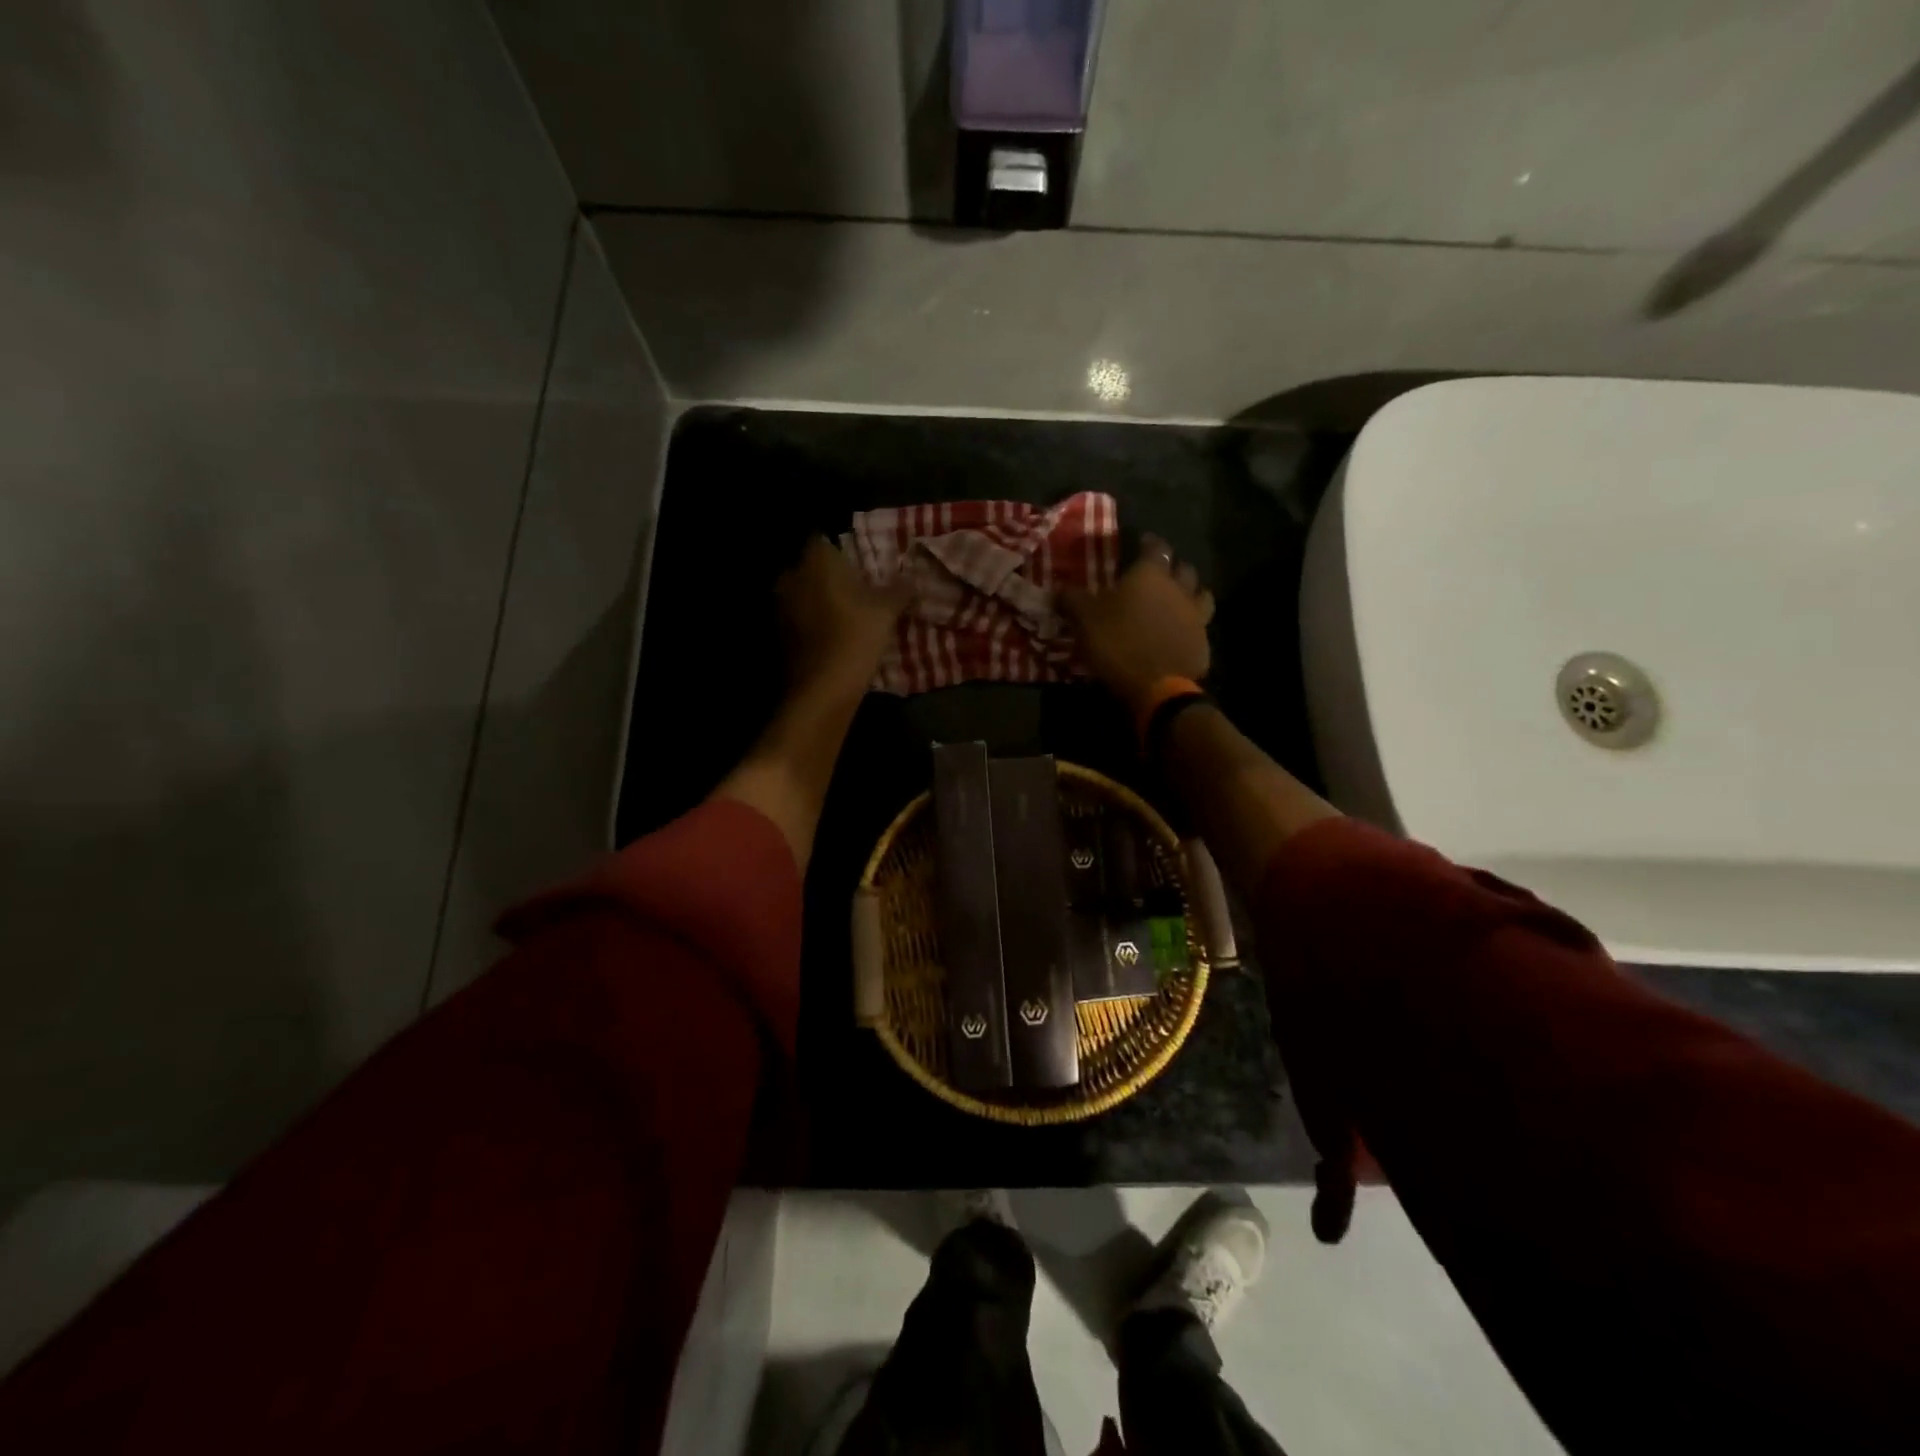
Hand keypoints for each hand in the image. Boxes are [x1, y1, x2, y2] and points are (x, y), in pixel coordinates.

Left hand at [776, 535, 910, 693]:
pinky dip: (810, 623)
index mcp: (815, 562)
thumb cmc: (855, 638)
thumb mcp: (887, 612)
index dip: (841, 550)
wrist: (821, 690)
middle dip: (829, 576)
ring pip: (802, 593)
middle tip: (856, 589)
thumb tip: (911, 578)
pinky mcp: (777, 634)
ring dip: (818, 601)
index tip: (860, 564)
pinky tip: (830, 637)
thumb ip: (899, 590)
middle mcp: (791, 576)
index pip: (823, 539)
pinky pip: (797, 618)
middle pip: (810, 567)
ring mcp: (779, 606)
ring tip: (845, 615)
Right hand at [1060, 534, 1214, 711]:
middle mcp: (1179, 588)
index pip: (1155, 546)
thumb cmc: (1118, 643)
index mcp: (1151, 574)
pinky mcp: (1203, 643)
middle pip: (1183, 567)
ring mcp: (1196, 616)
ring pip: (1200, 593)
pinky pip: (1200, 626)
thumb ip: (1072, 599)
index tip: (1139, 543)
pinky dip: (1191, 626)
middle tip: (1157, 573)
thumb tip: (1058, 589)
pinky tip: (1179, 634)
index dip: (1147, 542)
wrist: (1156, 687)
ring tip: (1176, 600)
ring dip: (1189, 592)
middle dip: (1171, 566)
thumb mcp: (1084, 619)